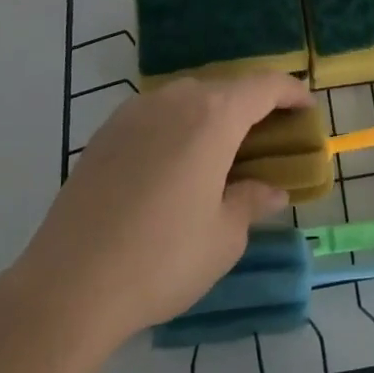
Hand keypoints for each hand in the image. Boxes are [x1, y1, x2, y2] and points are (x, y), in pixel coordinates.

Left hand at [8, 73, 309, 349]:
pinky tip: (177, 162)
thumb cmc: (161, 259)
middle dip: (252, 104)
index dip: (290, 92)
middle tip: (268, 136)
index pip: (263, 86)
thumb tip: (271, 190)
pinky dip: (179, 125)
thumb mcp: (223, 237)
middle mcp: (173, 100)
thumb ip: (251, 201)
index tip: (306, 108)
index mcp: (212, 116)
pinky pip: (156, 113)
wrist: (67, 286)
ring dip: (213, 112)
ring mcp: (133, 112)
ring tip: (223, 148)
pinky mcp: (105, 133)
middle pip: (224, 87)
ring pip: (187, 97)